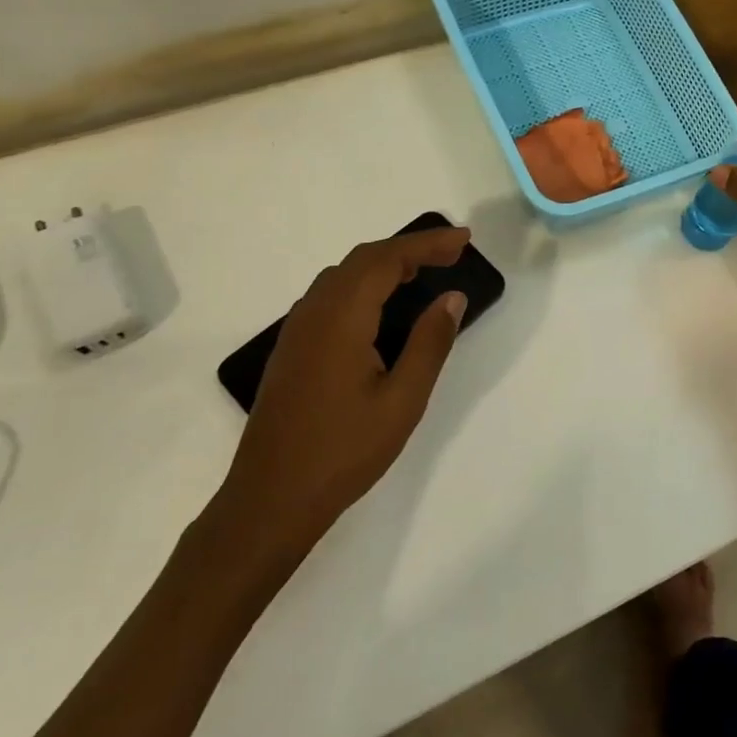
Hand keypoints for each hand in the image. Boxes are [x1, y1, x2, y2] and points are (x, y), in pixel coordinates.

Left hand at [209, 226, 471, 574]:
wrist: (271, 498)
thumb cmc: (344, 451)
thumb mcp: (403, 400)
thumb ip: (430, 343)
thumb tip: (451, 297)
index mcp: (341, 319)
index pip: (386, 260)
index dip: (427, 243)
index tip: (464, 239)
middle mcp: (313, 313)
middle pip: (362, 260)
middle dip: (409, 248)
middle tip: (452, 253)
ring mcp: (297, 330)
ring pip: (343, 276)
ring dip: (384, 264)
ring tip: (424, 273)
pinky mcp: (292, 349)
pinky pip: (330, 296)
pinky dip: (364, 285)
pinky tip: (382, 308)